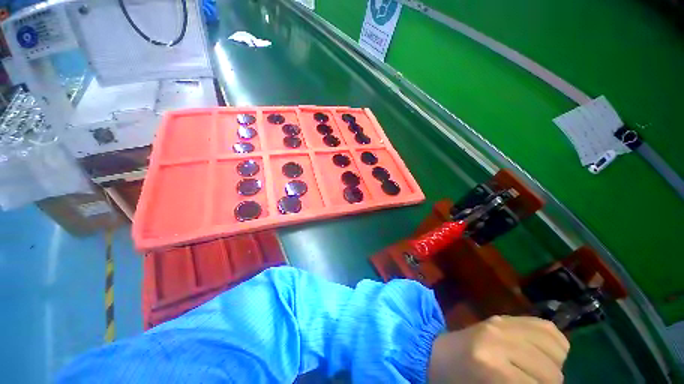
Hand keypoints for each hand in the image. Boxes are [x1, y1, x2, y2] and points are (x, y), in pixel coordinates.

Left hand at [428, 315, 569, 382]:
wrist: (438, 353)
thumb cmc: (459, 380)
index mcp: (490, 365)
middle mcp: (498, 339)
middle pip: (550, 370)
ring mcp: (501, 323)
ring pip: (554, 350)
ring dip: (555, 366)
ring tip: (542, 374)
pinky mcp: (504, 317)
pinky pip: (547, 329)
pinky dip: (555, 346)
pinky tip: (546, 356)